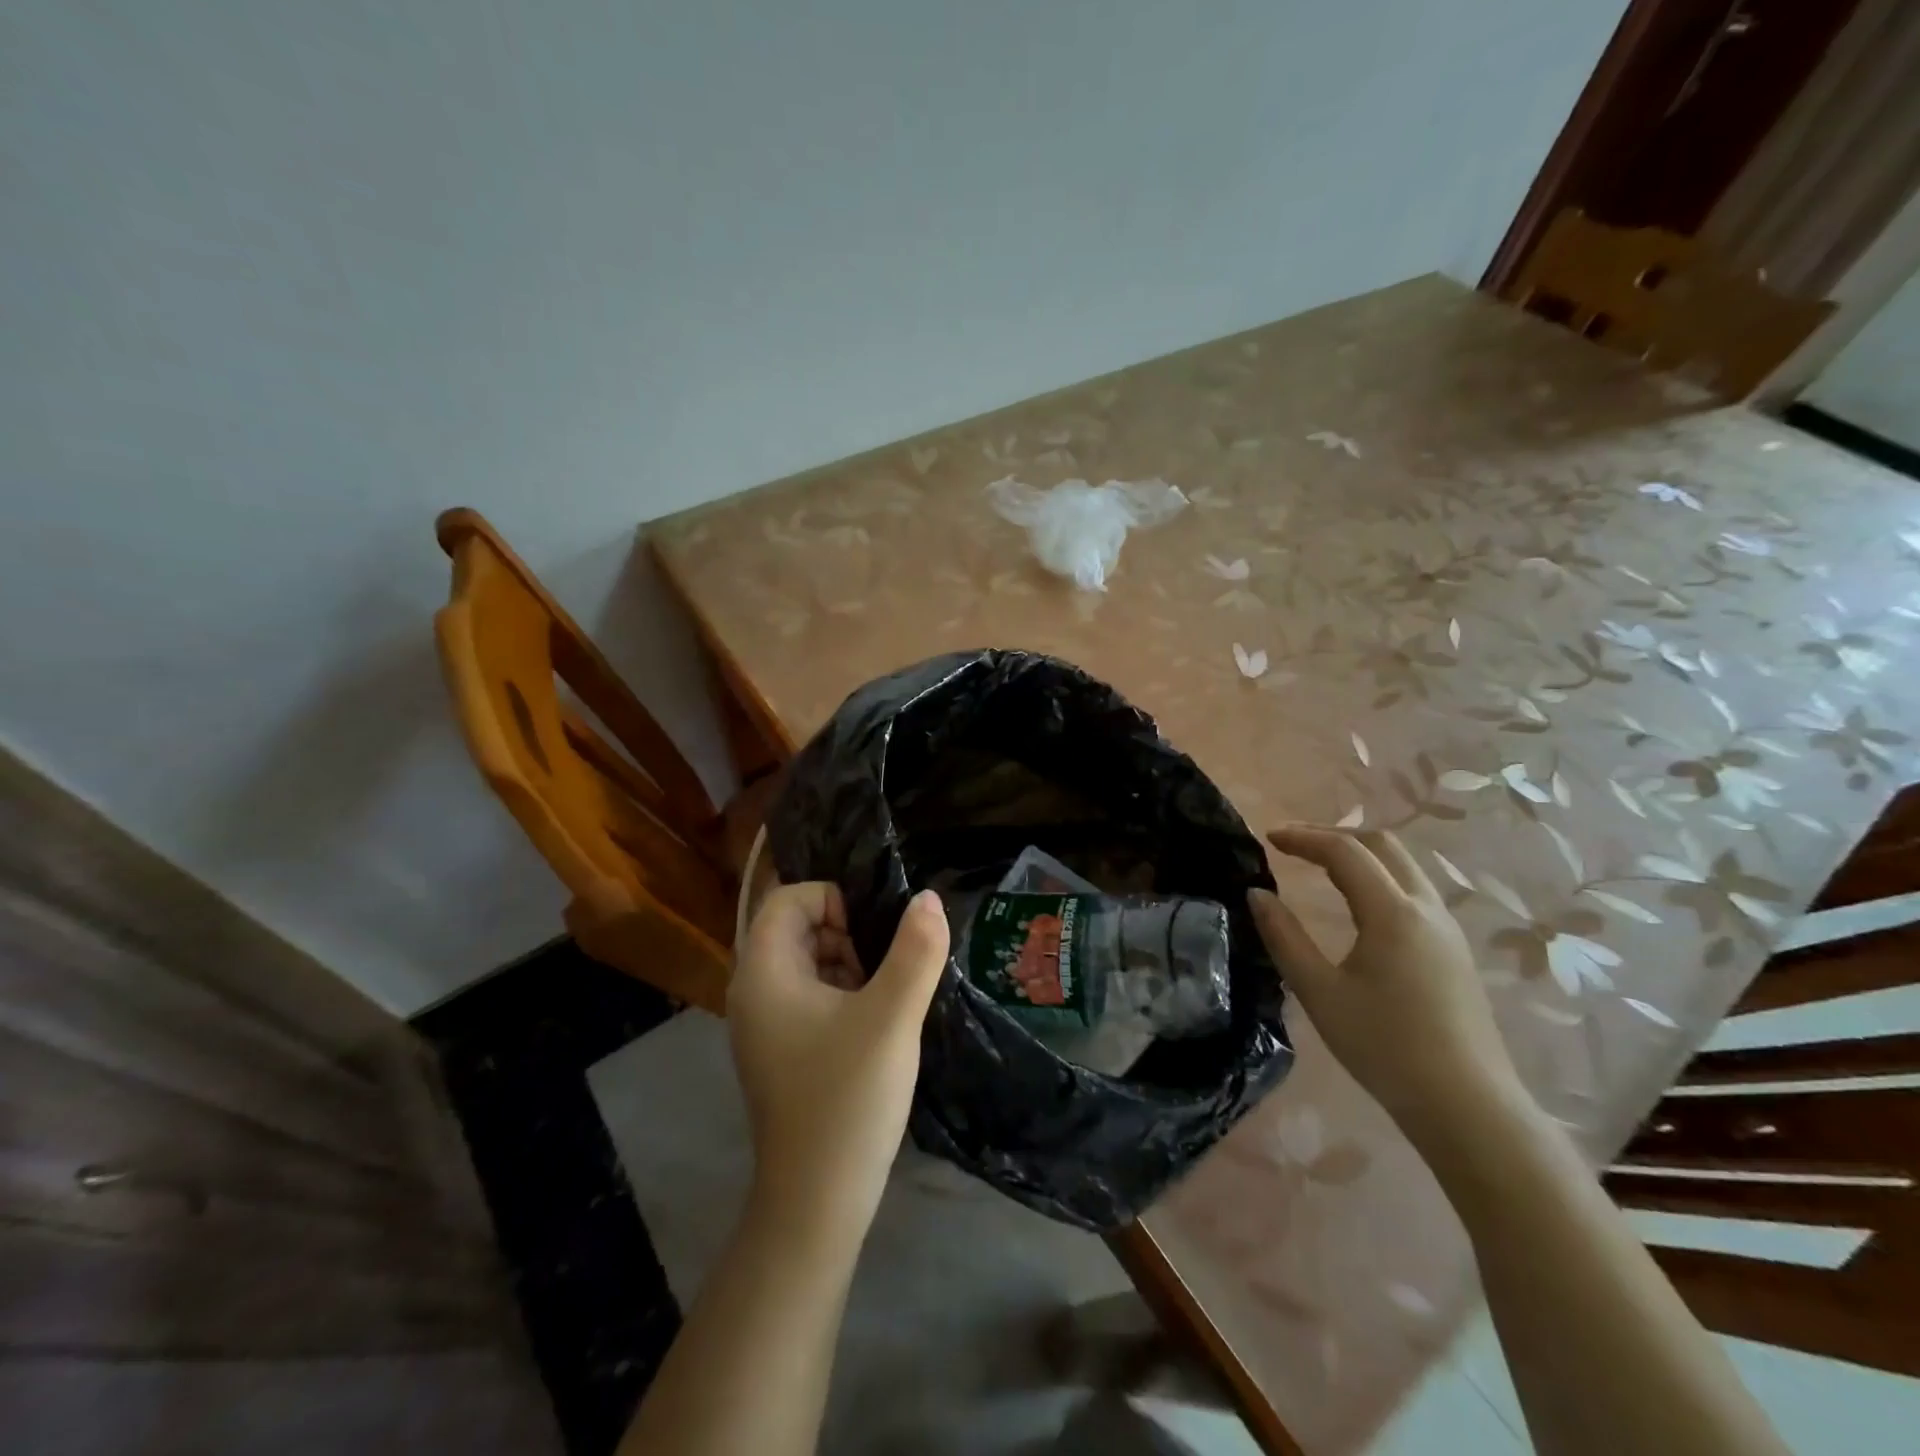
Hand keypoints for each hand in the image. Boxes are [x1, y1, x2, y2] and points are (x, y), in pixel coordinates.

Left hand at [728, 884, 949, 1242]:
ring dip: (848, 965)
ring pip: (807, 962)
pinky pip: (808, 996)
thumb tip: (928, 899)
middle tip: (884, 969)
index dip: (833, 900)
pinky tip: (873, 1026)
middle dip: (846, 934)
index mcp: (764, 973)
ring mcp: (763, 1024)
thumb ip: (916, 951)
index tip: (872, 935)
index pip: (788, 899)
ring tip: (884, 999)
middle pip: (796, 928)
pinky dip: (842, 995)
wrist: (816, 1202)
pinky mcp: (780, 1050)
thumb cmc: (848, 1098)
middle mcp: (753, 991)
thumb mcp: (892, 1017)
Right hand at [1247, 825, 1524, 1146]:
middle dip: (1334, 835)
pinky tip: (1358, 904)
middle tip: (1294, 845)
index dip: (1303, 838)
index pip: (1344, 852)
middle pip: (1382, 845)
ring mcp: (1447, 929)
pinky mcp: (1454, 951)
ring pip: (1404, 866)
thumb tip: (1257, 894)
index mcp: (1392, 912)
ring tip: (1320, 866)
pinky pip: (1414, 890)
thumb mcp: (1319, 992)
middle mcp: (1426, 908)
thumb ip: (1284, 937)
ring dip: (1360, 854)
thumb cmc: (1384, 1047)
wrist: (1467, 1107)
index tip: (1268, 839)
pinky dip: (1379, 877)